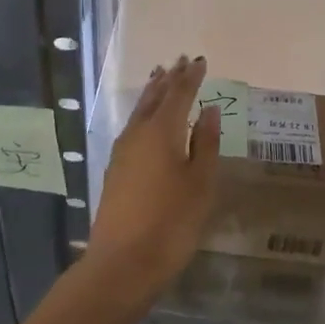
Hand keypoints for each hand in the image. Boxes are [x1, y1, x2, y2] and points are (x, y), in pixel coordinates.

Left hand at [85, 55, 220, 303]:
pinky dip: (145, 112)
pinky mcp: (115, 168)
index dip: (191, 77)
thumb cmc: (171, 222)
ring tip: (162, 77)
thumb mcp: (200, 184)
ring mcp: (122, 150)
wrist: (122, 263)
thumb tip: (209, 110)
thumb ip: (206, 143)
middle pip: (155, 97)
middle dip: (170, 78)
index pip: (179, 93)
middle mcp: (138, 133)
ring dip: (154, 92)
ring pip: (140, 110)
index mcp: (162, 130)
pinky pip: (133, 125)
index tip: (200, 61)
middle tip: (180, 61)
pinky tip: (148, 118)